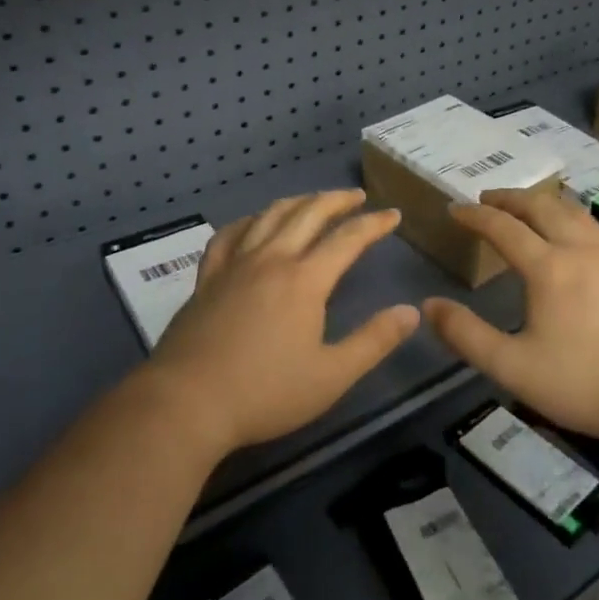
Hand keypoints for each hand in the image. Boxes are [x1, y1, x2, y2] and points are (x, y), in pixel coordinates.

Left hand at [148, 190, 419, 459]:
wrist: (187, 403)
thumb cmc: (265, 392)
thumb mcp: (332, 376)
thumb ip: (374, 341)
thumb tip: (411, 312)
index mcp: (304, 280)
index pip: (347, 239)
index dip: (373, 224)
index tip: (393, 215)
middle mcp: (271, 259)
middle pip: (308, 214)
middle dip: (337, 200)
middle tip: (357, 197)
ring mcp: (235, 265)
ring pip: (269, 216)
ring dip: (298, 202)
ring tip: (313, 200)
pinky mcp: (207, 278)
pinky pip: (229, 234)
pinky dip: (248, 221)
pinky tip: (254, 223)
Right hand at [422, 189, 598, 445]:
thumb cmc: (583, 384)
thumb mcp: (512, 367)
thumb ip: (466, 335)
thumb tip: (428, 306)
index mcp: (549, 267)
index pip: (504, 228)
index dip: (475, 216)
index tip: (454, 210)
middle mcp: (581, 249)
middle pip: (542, 207)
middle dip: (510, 198)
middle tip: (487, 199)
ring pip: (575, 212)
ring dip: (544, 202)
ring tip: (527, 207)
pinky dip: (576, 219)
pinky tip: (577, 233)